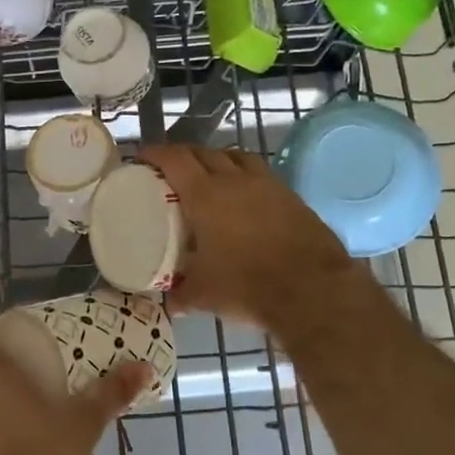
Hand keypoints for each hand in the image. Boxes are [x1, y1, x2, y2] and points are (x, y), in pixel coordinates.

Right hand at [138, 143, 362, 333]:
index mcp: (205, 195)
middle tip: (171, 169)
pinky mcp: (290, 196)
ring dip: (217, 159)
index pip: (174, 159)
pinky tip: (244, 195)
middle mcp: (234, 180)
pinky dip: (245, 175)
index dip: (155, 153)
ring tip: (209, 174)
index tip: (142, 157)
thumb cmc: (248, 286)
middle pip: (204, 152)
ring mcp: (266, 185)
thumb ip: (181, 294)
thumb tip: (169, 302)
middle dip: (184, 154)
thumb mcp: (204, 294)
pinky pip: (260, 174)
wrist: (312, 290)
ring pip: (236, 156)